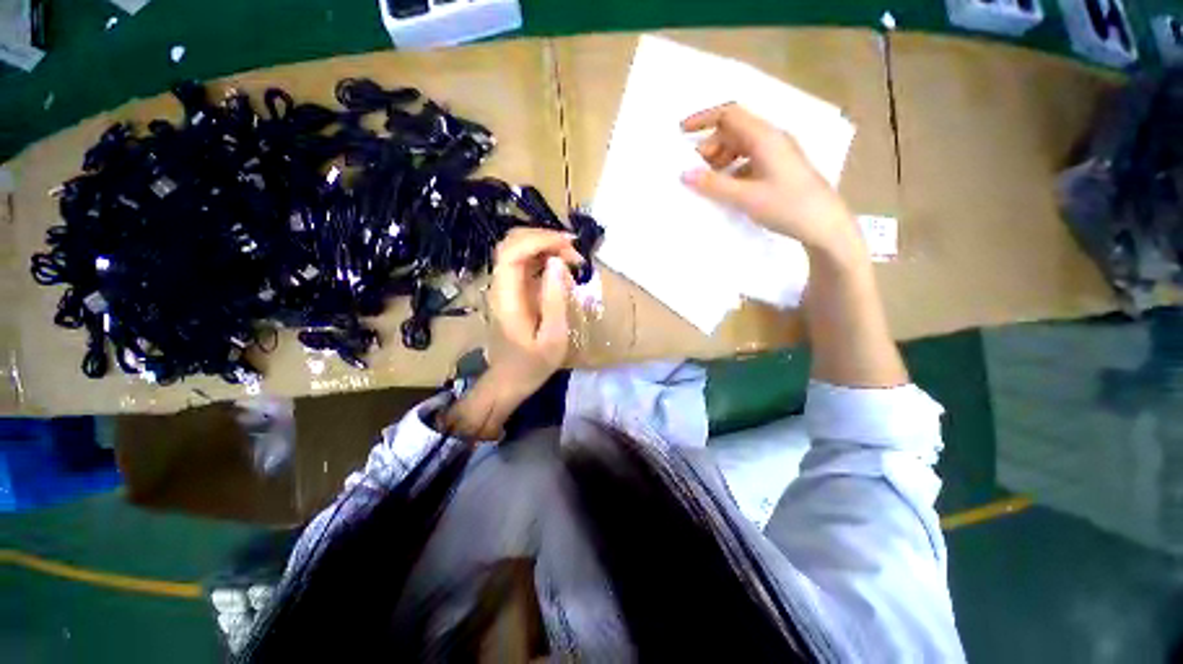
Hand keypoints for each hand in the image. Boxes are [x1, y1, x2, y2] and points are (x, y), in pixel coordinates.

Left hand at [485, 228, 580, 399]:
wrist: (509, 380)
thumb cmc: (533, 364)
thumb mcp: (553, 337)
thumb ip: (555, 299)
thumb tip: (558, 262)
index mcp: (506, 296)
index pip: (512, 251)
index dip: (540, 240)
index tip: (569, 247)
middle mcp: (500, 285)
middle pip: (512, 243)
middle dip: (544, 239)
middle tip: (574, 253)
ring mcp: (504, 286)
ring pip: (517, 249)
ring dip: (545, 246)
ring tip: (572, 258)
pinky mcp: (511, 290)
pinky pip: (524, 262)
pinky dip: (543, 257)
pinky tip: (561, 269)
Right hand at [680, 103, 859, 258]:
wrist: (824, 225)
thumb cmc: (787, 207)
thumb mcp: (746, 197)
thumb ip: (714, 185)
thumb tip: (685, 174)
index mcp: (765, 137)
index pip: (729, 114)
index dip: (703, 119)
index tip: (681, 132)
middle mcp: (772, 139)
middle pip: (734, 131)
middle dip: (710, 146)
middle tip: (694, 170)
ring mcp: (778, 153)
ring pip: (741, 146)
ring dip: (721, 159)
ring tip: (708, 181)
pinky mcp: (780, 168)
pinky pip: (749, 160)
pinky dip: (733, 169)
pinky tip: (727, 188)